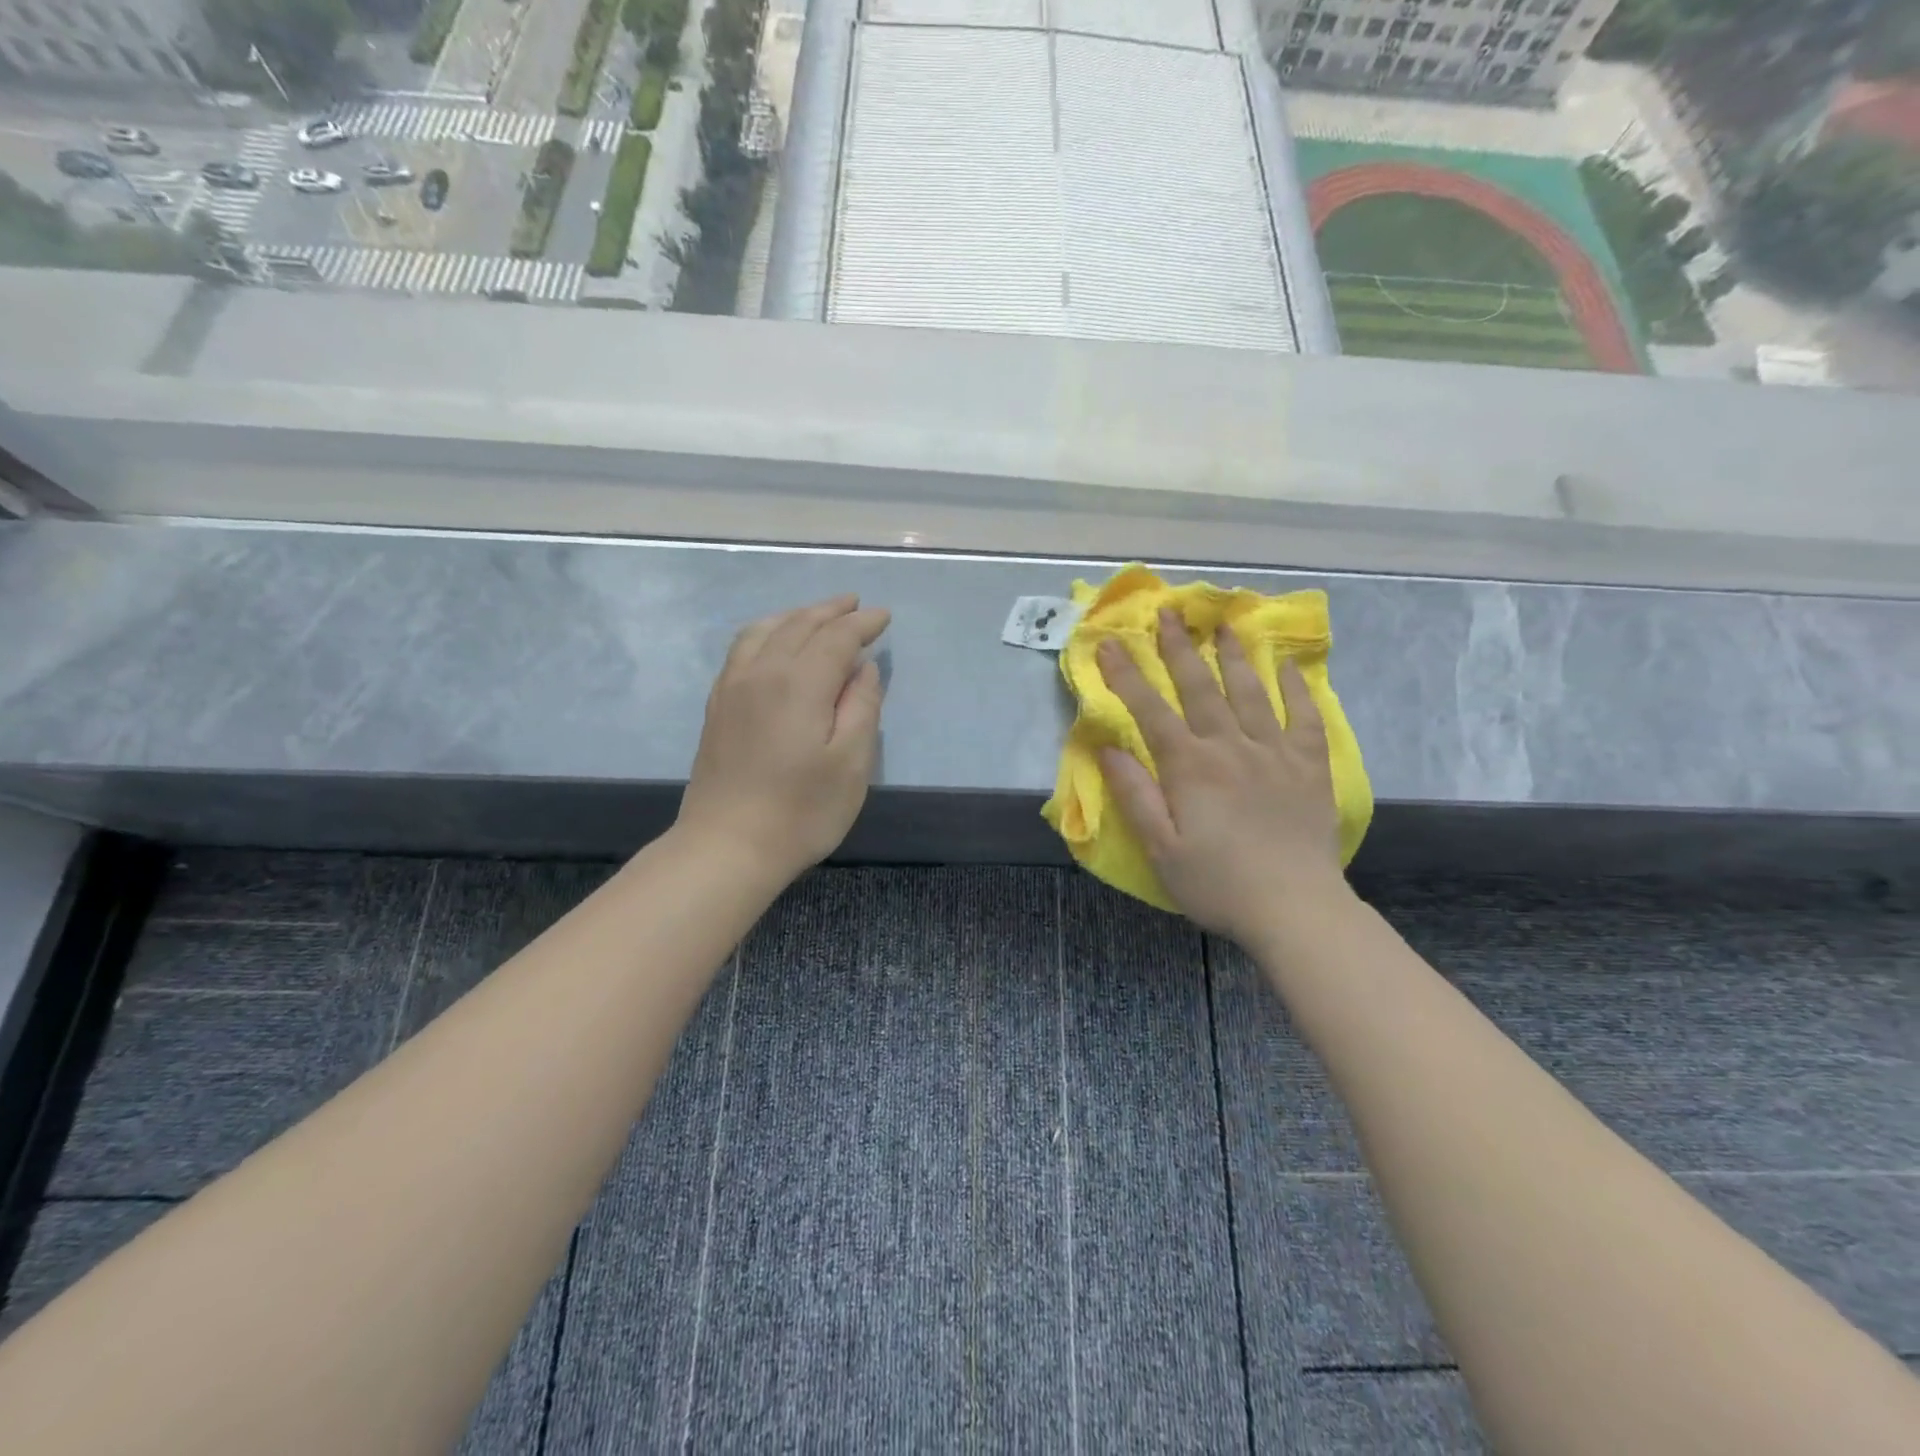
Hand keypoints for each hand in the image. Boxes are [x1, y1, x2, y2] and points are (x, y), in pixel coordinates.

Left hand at [677, 595, 889, 882]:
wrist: (726, 846)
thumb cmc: (801, 811)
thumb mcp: (851, 764)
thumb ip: (861, 707)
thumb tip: (863, 669)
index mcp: (800, 683)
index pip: (836, 637)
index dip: (863, 624)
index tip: (884, 617)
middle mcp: (762, 672)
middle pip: (800, 625)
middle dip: (831, 611)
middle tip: (856, 605)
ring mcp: (733, 687)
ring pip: (766, 630)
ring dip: (797, 615)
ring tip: (818, 615)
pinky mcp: (718, 705)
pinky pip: (743, 648)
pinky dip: (767, 631)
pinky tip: (774, 641)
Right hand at [1096, 607, 1346, 942]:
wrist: (1296, 909)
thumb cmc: (1217, 883)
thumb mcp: (1160, 848)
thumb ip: (1135, 795)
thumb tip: (1108, 748)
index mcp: (1190, 767)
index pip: (1150, 711)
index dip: (1126, 675)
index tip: (1109, 643)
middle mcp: (1231, 747)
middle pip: (1200, 687)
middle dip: (1179, 648)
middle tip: (1169, 612)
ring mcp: (1275, 752)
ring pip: (1250, 691)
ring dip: (1234, 655)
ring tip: (1224, 624)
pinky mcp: (1310, 766)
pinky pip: (1304, 716)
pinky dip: (1296, 688)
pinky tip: (1288, 667)